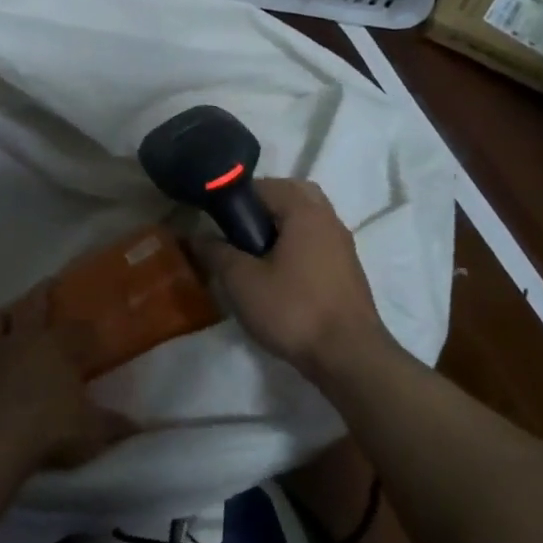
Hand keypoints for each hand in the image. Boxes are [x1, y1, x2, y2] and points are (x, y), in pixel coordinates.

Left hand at [0, 290, 133, 471]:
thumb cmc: (50, 429)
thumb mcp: (91, 432)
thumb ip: (114, 425)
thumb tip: (140, 426)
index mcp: (59, 346)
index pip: (79, 329)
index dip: (87, 328)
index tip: (93, 330)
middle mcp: (25, 339)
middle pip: (34, 306)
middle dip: (43, 293)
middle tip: (48, 282)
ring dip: (5, 315)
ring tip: (9, 314)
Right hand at [191, 178, 395, 381]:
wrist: (349, 357)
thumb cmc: (293, 310)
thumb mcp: (242, 281)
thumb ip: (216, 252)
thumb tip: (194, 234)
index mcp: (305, 211)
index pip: (264, 185)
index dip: (234, 198)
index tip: (214, 219)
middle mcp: (328, 219)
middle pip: (291, 195)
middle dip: (261, 207)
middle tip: (236, 232)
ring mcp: (342, 245)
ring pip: (306, 219)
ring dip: (279, 227)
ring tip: (253, 255)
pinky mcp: (347, 270)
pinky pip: (316, 241)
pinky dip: (295, 245)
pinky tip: (277, 275)